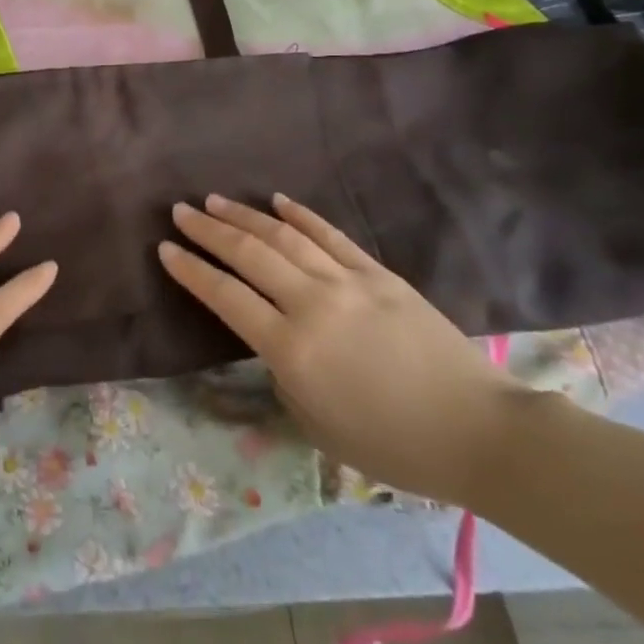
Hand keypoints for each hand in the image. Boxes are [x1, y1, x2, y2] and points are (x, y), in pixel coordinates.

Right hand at [158, 194, 523, 505]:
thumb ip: (283, 376)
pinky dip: (300, 215)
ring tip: (216, 200)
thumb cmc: (392, 444)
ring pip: (284, 236)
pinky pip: (330, 235)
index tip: (165, 248)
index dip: (191, 270)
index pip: (225, 296)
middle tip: (181, 211)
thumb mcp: (316, 425)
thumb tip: (276, 343)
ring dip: (244, 215)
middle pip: (248, 254)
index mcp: (291, 348)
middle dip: (208, 230)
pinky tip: (277, 200)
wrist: (477, 430)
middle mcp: (312, 303)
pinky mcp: (379, 273)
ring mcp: (348, 281)